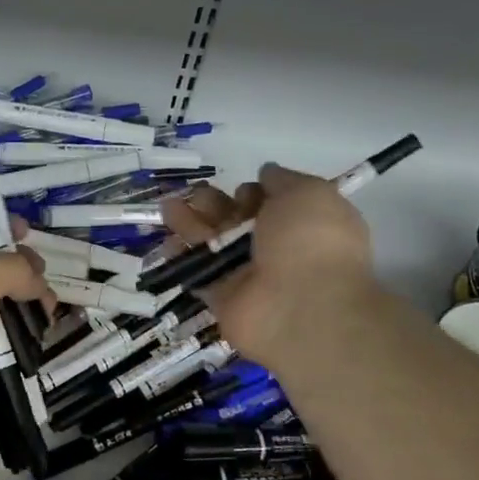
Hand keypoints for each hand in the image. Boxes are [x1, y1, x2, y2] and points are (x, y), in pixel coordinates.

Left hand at [0, 233, 49, 443]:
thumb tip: (39, 286)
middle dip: (23, 273)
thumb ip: (14, 269)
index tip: (27, 233)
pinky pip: (2, 340)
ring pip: (2, 306)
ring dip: (27, 308)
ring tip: (47, 314)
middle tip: (42, 282)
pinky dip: (21, 338)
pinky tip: (38, 338)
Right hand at [160, 164, 379, 368]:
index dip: (254, 191)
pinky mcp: (222, 295)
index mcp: (302, 224)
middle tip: (198, 193)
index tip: (245, 190)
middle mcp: (276, 248)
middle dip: (216, 203)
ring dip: (191, 222)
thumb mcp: (309, 193)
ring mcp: (247, 273)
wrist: (301, 306)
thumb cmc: (310, 241)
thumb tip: (267, 173)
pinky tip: (167, 240)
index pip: (271, 202)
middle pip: (237, 219)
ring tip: (169, 206)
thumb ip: (284, 179)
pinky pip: (198, 271)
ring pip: (214, 241)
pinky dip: (182, 256)